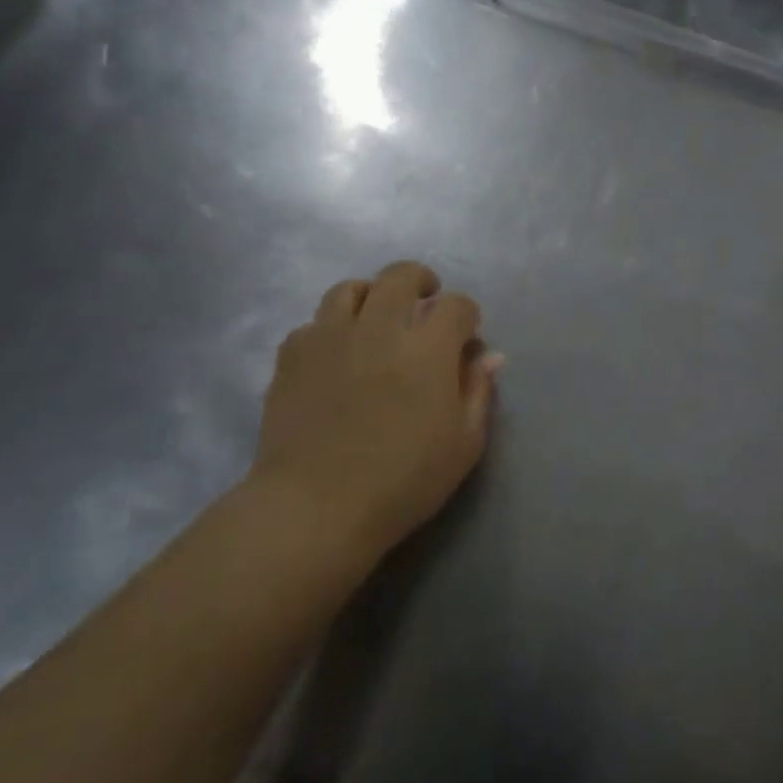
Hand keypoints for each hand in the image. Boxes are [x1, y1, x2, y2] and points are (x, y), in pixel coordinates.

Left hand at [247, 261, 498, 569]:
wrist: (317, 507)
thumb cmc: (404, 480)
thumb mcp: (463, 444)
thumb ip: (478, 392)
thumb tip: (490, 356)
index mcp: (428, 348)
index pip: (456, 305)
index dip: (466, 314)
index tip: (466, 333)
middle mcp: (379, 328)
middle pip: (400, 276)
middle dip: (420, 281)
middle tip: (425, 301)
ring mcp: (330, 337)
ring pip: (350, 289)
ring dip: (372, 296)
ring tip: (377, 319)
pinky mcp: (292, 355)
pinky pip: (314, 323)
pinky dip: (331, 329)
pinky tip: (337, 354)